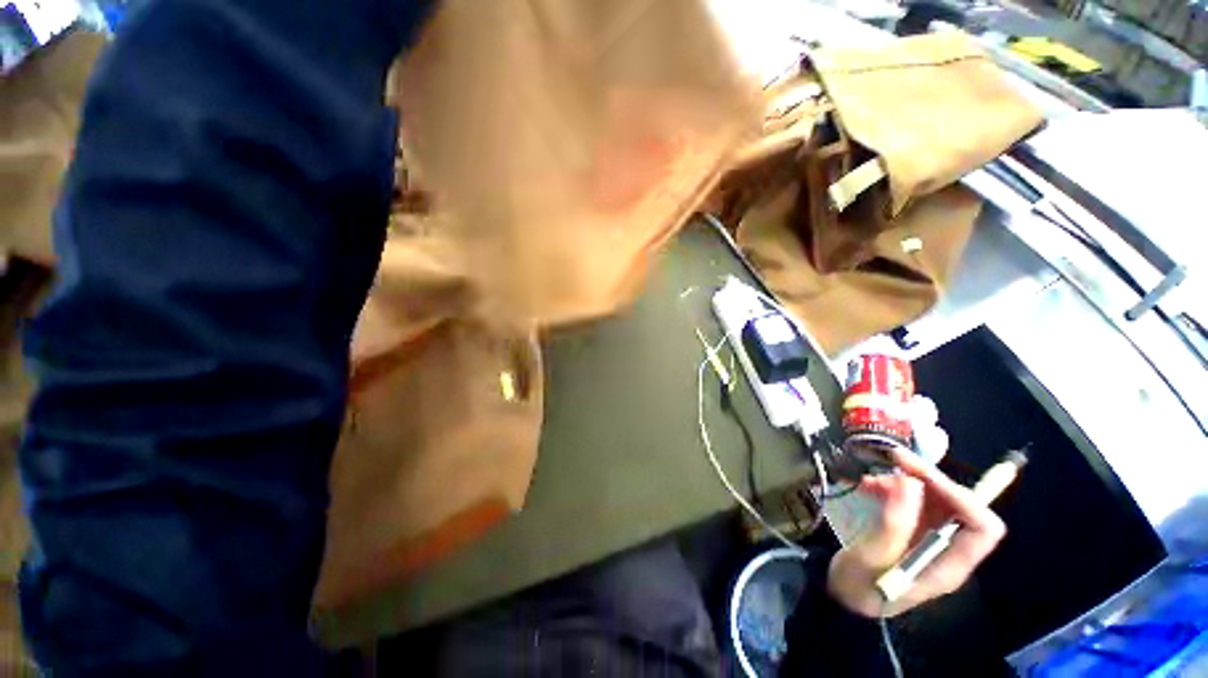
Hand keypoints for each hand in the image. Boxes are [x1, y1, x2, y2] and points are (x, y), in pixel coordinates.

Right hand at [826, 450, 1006, 617]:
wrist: (841, 597)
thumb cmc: (858, 586)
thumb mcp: (871, 560)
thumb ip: (893, 525)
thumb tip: (910, 483)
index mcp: (949, 565)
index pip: (982, 527)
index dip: (960, 497)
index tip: (919, 476)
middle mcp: (948, 550)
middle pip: (960, 507)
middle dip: (930, 479)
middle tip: (894, 459)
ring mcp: (931, 539)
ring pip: (936, 500)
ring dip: (907, 481)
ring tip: (872, 477)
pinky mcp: (912, 531)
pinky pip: (913, 501)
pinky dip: (893, 487)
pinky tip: (868, 485)